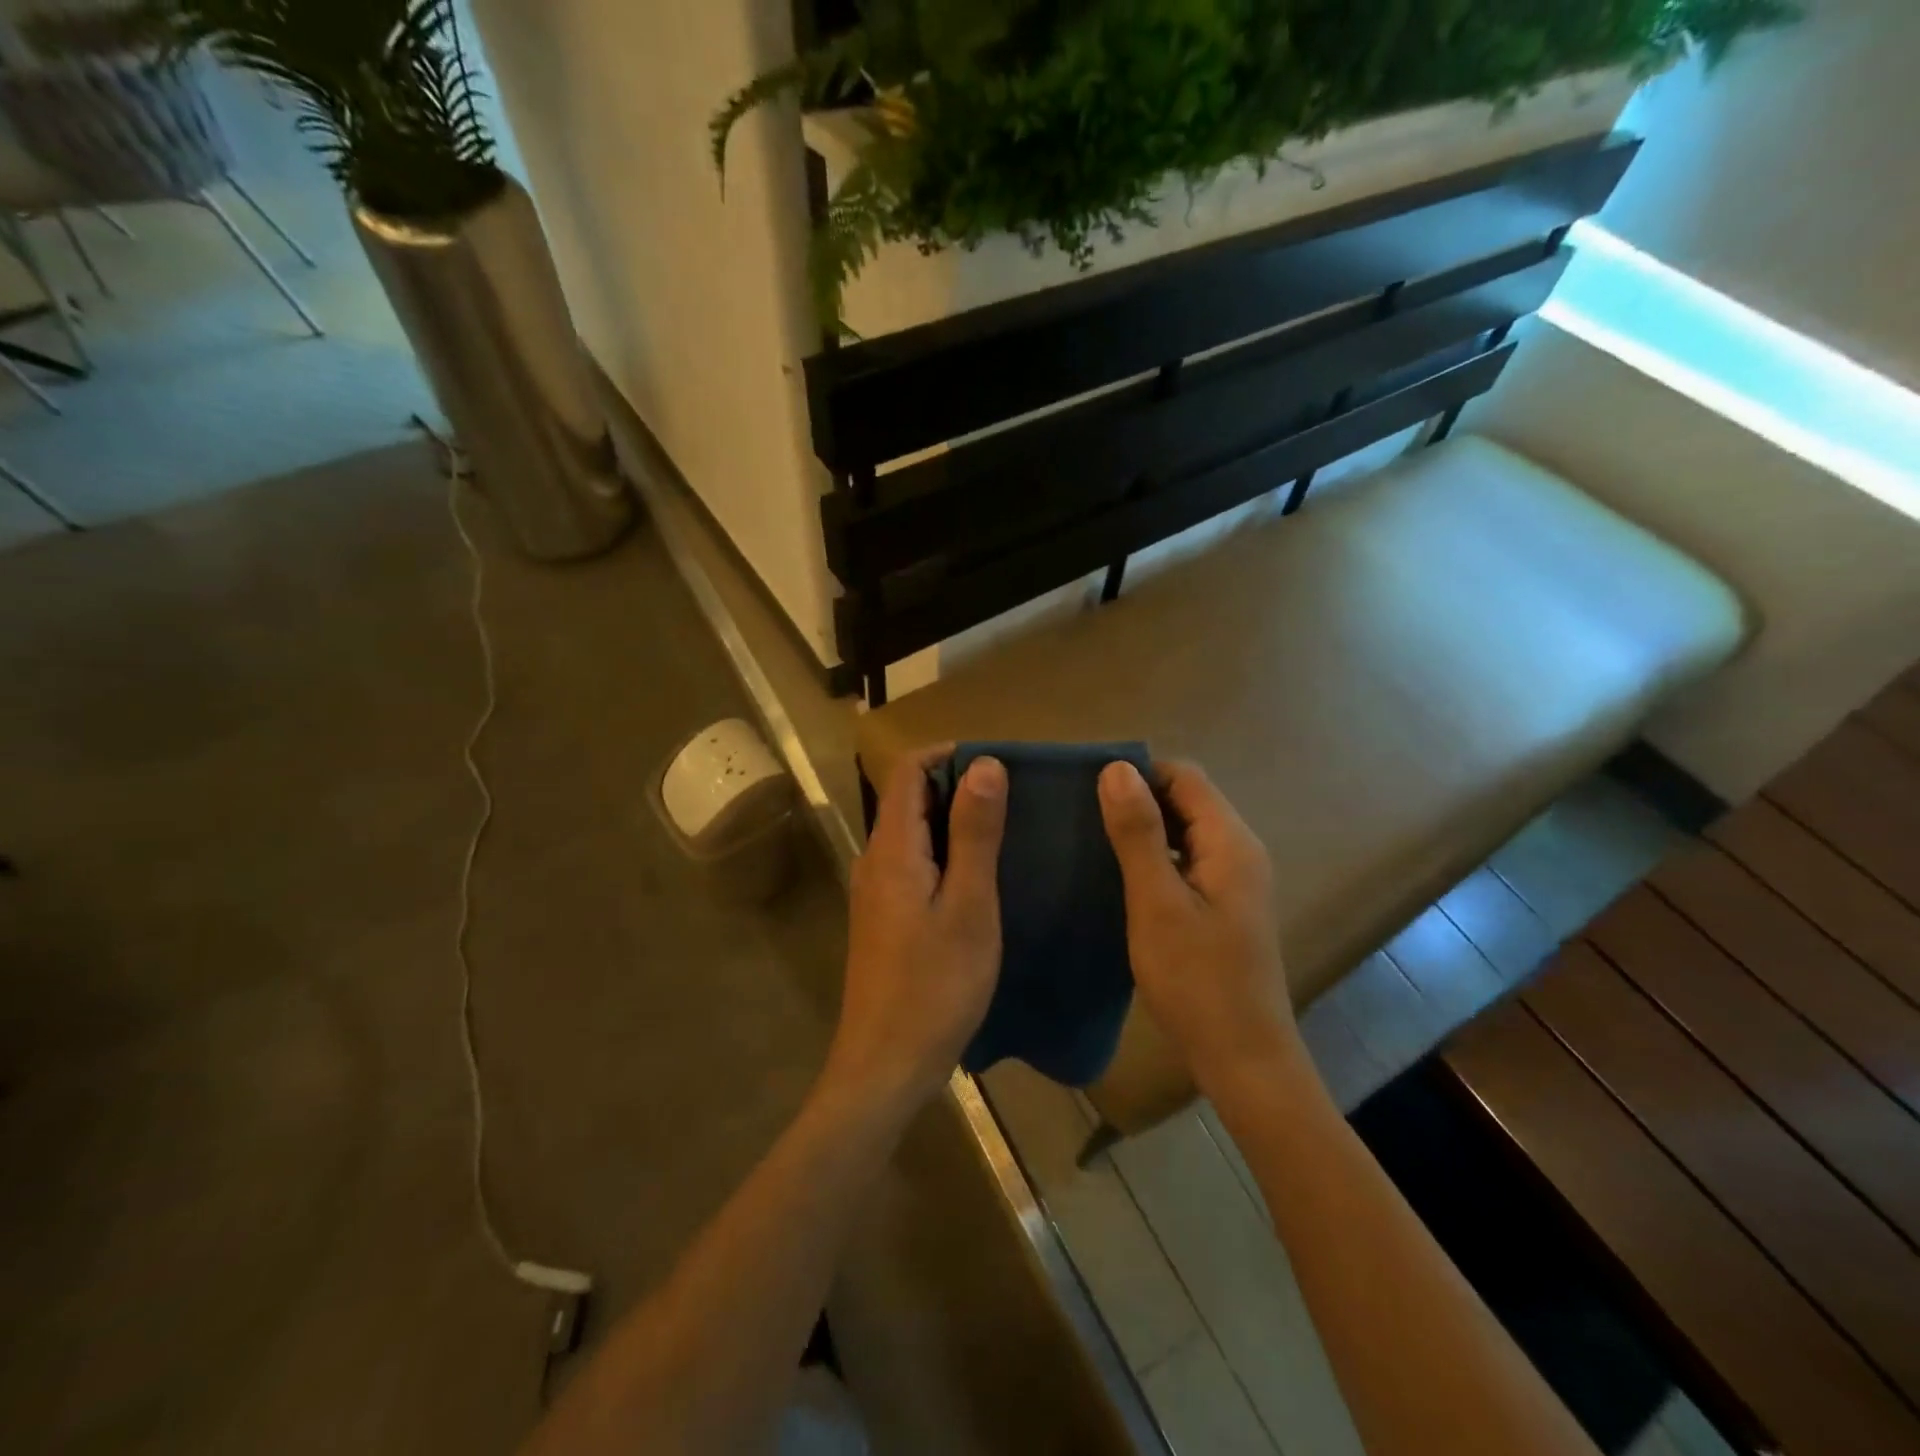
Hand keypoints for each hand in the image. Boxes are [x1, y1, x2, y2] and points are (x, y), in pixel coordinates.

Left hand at [829, 750, 1008, 1109]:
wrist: (885, 1065)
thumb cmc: (935, 986)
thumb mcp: (969, 906)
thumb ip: (974, 832)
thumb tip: (984, 764)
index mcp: (891, 848)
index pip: (908, 770)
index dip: (949, 754)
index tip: (998, 762)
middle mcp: (875, 859)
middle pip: (909, 797)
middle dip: (957, 784)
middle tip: (1013, 796)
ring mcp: (875, 890)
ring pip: (913, 831)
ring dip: (953, 819)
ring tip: (1005, 830)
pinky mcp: (884, 916)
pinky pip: (913, 862)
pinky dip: (945, 852)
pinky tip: (980, 876)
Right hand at [1098, 760, 1298, 1094]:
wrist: (1243, 1058)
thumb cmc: (1196, 980)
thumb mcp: (1157, 903)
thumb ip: (1139, 833)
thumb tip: (1117, 768)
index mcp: (1230, 842)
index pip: (1185, 776)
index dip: (1139, 773)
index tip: (1088, 789)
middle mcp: (1240, 851)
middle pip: (1187, 800)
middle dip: (1138, 799)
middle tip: (1083, 815)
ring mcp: (1235, 880)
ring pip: (1185, 831)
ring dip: (1144, 829)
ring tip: (1093, 841)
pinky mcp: (1224, 905)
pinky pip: (1187, 860)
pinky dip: (1156, 857)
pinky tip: (1120, 877)